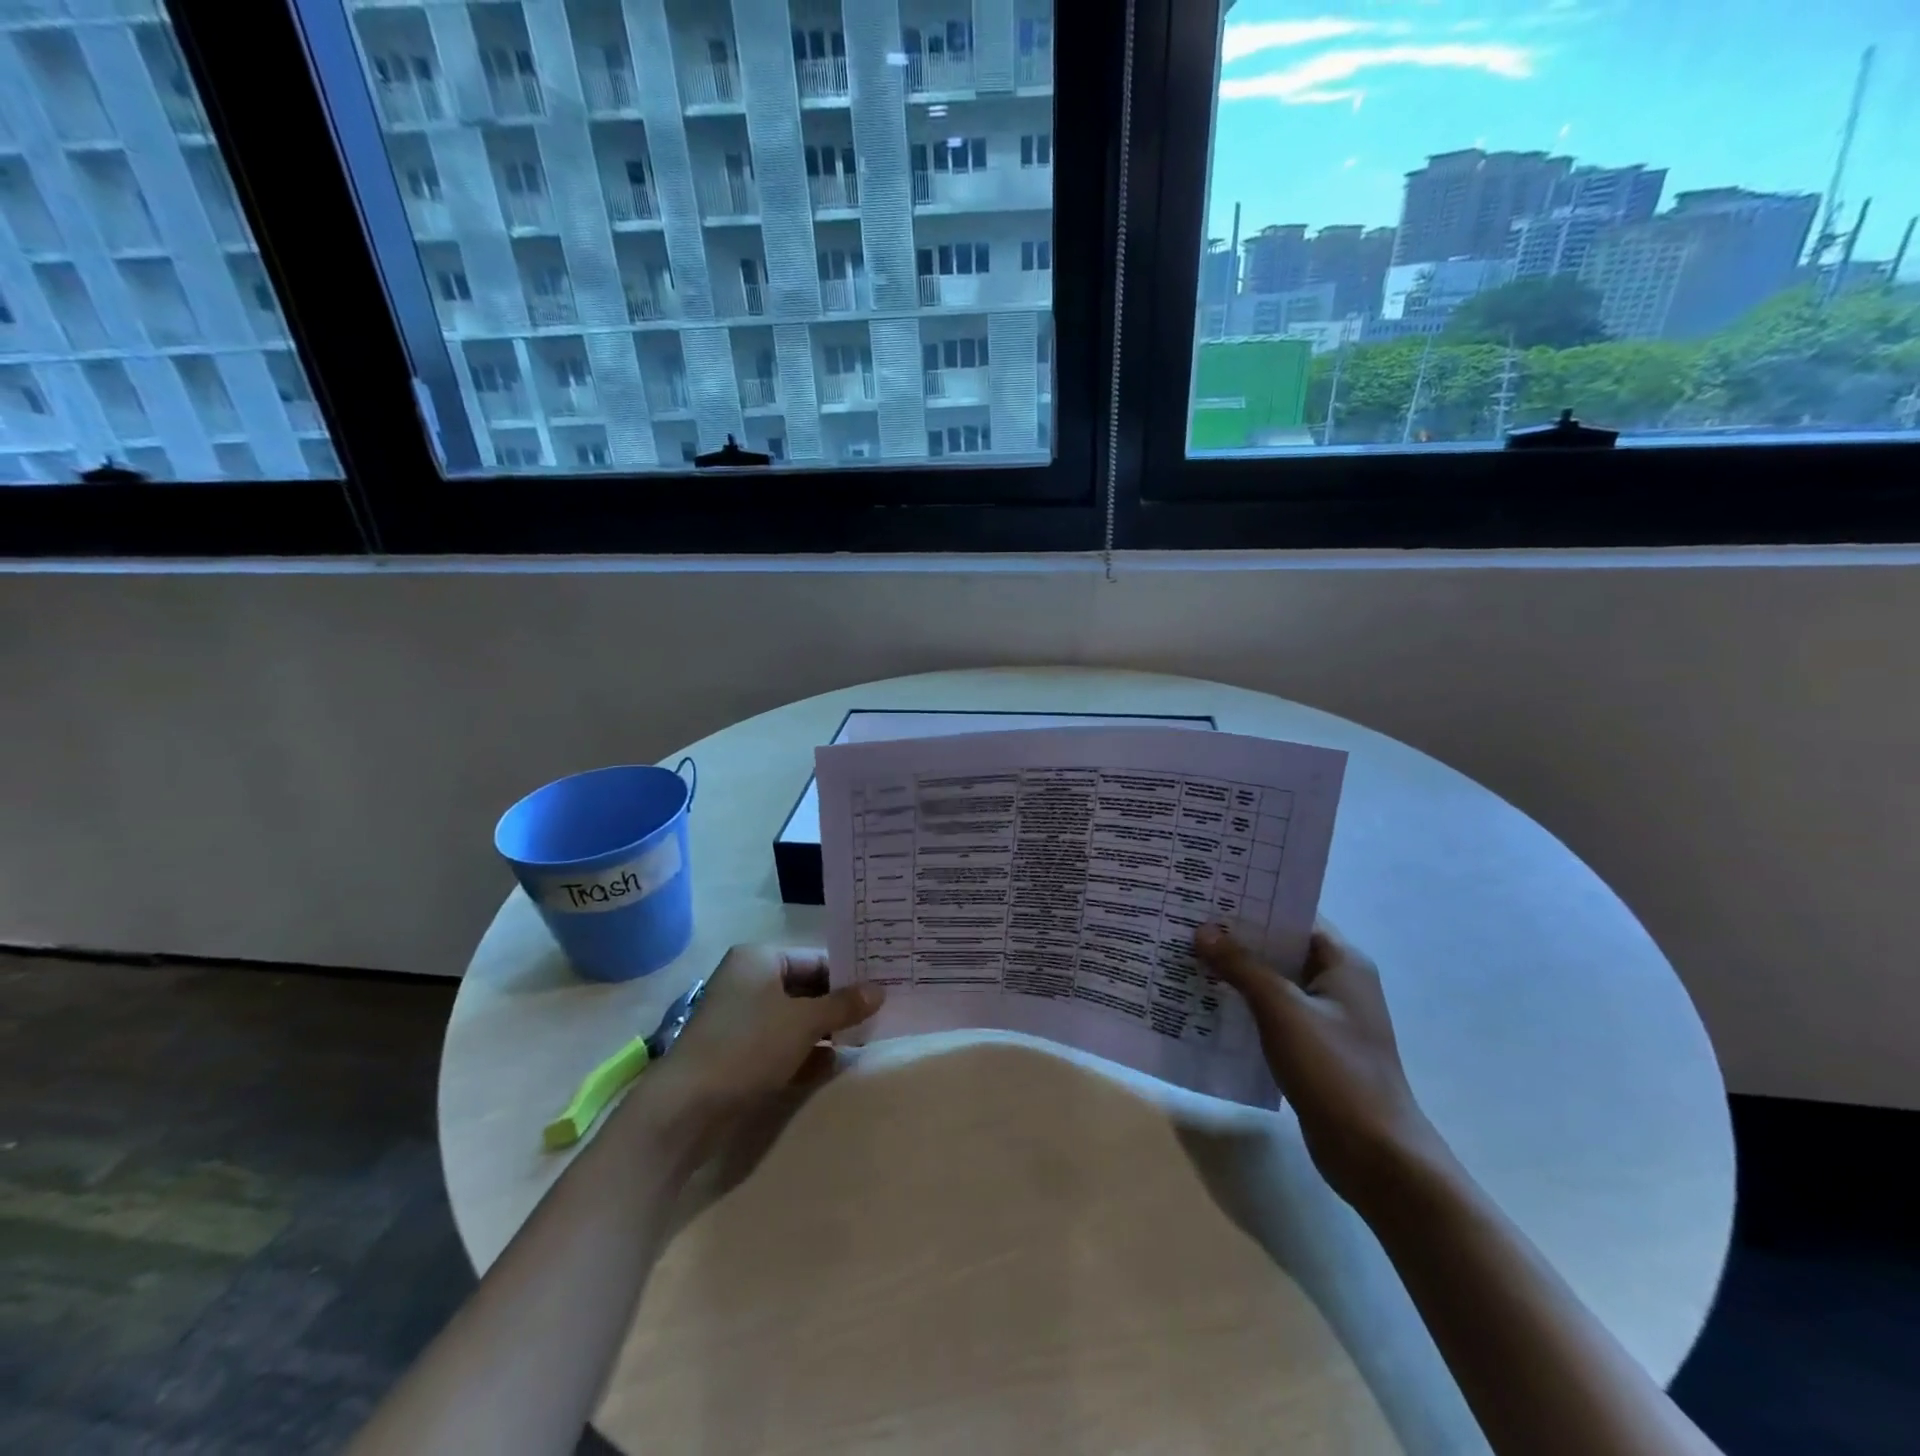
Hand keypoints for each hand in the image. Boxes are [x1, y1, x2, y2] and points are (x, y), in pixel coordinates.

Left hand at [641, 944, 883, 1137]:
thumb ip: (843, 1005)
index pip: (815, 958)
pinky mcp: (737, 1052)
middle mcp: (748, 981)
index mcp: (759, 959)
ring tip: (863, 1040)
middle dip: (838, 1005)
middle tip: (878, 1016)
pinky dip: (804, 1051)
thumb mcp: (804, 1022)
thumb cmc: (748, 1046)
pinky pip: (780, 1043)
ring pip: (794, 1018)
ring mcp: (740, 1019)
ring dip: (825, 1030)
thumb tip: (880, 991)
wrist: (685, 1109)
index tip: (881, 989)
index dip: (848, 975)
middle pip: (806, 988)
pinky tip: (831, 1064)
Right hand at [1195, 922, 1446, 1208]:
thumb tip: (1203, 930)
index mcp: (1342, 962)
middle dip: (1236, 936)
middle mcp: (1337, 982)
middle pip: (1280, 946)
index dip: (1253, 902)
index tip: (1208, 892)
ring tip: (1186, 955)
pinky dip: (1243, 1003)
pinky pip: (1272, 1012)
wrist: (1375, 1155)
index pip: (1294, 914)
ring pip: (1273, 981)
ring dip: (1236, 971)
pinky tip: (1205, 1002)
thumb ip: (1241, 966)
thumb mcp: (1282, 1009)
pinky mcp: (1313, 1047)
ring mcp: (1326, 1017)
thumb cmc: (1334, 1070)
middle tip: (1186, 920)